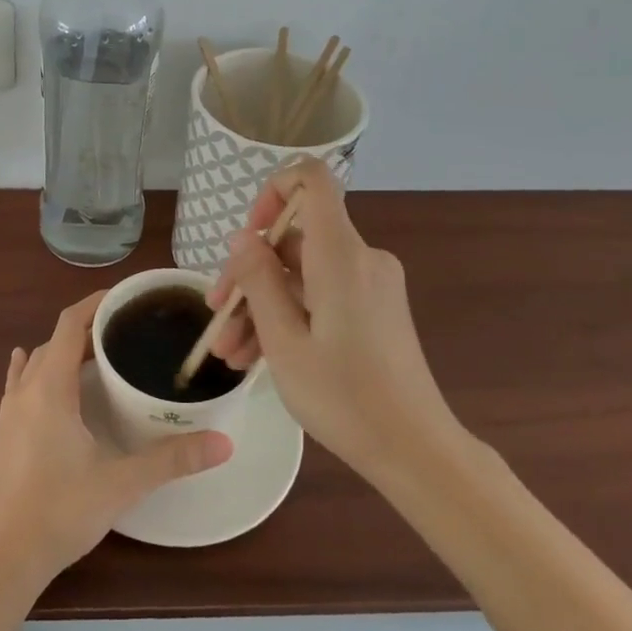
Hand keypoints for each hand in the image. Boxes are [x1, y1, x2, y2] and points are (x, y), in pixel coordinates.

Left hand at [0, 290, 232, 587]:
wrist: (5, 556)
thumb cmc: (61, 511)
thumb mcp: (122, 482)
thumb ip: (172, 459)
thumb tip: (224, 442)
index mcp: (50, 388)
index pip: (70, 324)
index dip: (96, 304)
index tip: (127, 297)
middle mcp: (26, 389)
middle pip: (56, 339)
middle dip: (88, 327)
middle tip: (128, 330)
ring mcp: (10, 410)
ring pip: (38, 360)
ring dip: (66, 349)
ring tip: (100, 352)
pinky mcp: (5, 430)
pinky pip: (19, 382)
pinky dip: (35, 367)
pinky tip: (36, 368)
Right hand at [211, 160, 463, 481]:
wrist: (415, 450)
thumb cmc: (344, 397)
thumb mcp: (284, 342)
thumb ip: (258, 281)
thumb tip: (242, 237)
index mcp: (341, 255)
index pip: (312, 180)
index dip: (272, 191)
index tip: (247, 236)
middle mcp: (360, 258)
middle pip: (294, 239)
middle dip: (249, 275)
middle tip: (217, 317)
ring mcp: (369, 285)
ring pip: (301, 275)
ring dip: (261, 306)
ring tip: (229, 353)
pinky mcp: (373, 309)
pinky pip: (321, 296)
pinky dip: (289, 316)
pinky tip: (255, 356)